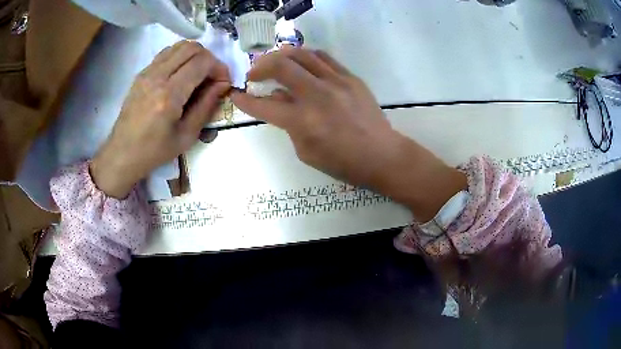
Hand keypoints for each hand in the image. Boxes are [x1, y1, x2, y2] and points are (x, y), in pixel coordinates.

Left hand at [91, 41, 230, 198]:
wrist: (123, 153)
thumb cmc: (155, 151)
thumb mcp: (187, 135)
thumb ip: (207, 106)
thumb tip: (223, 84)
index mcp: (169, 95)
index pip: (202, 62)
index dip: (219, 67)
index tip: (223, 82)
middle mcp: (157, 76)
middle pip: (192, 47)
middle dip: (209, 58)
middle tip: (211, 78)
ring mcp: (147, 72)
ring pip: (179, 46)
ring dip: (194, 55)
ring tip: (197, 75)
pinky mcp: (141, 73)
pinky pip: (166, 53)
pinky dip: (180, 57)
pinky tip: (181, 75)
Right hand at [231, 48, 465, 220]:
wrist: (382, 155)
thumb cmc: (342, 162)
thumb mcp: (306, 151)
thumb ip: (287, 124)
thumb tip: (275, 100)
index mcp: (303, 122)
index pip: (264, 105)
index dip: (245, 99)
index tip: (236, 94)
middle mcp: (317, 95)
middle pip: (281, 66)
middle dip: (260, 67)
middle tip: (255, 74)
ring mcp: (336, 82)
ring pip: (302, 54)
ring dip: (282, 56)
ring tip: (275, 63)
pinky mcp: (351, 77)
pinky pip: (323, 57)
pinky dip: (306, 57)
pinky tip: (301, 63)